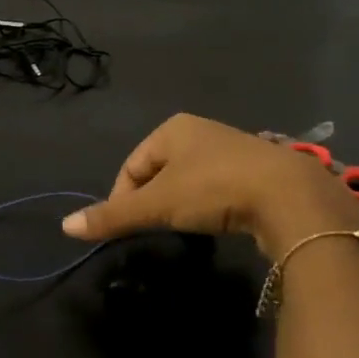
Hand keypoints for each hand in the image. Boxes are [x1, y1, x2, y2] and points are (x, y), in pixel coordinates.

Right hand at [61, 113, 358, 259]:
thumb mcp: (157, 205)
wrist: (293, 197)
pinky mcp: (261, 170)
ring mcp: (234, 147)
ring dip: (182, 203)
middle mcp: (201, 130)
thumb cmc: (214, 189)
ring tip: (185, 228)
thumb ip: (112, 216)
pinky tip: (219, 222)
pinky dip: (211, 205)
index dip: (121, 198)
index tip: (127, 228)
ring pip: (190, 179)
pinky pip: (220, 186)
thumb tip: (65, 227)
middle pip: (159, 172)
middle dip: (152, 200)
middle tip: (155, 229)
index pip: (130, 166)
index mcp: (171, 128)